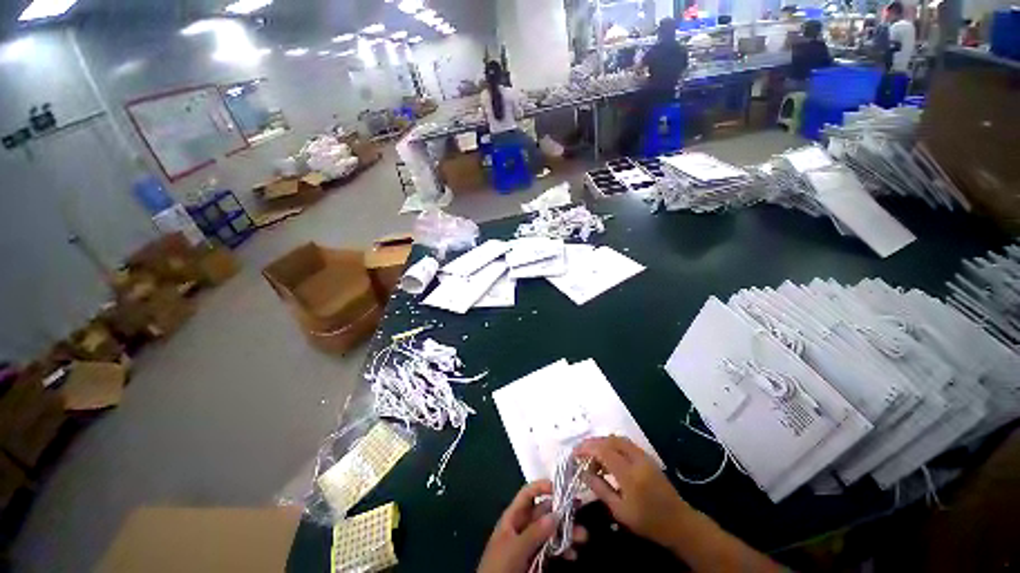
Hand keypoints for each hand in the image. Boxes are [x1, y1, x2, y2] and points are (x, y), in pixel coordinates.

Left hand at [478, 480, 588, 572]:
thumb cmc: (499, 567)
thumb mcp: (515, 549)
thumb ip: (534, 532)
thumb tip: (556, 514)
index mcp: (513, 517)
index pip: (528, 494)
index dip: (542, 487)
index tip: (560, 487)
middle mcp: (523, 527)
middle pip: (543, 512)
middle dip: (561, 512)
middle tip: (580, 511)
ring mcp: (530, 544)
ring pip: (551, 532)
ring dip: (566, 532)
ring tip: (582, 537)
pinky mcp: (536, 560)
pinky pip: (552, 550)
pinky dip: (563, 551)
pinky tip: (573, 555)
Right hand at [575, 436, 691, 548]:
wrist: (679, 522)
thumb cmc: (648, 522)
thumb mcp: (620, 511)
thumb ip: (601, 489)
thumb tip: (584, 473)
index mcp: (630, 475)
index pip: (604, 452)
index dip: (587, 449)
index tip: (574, 453)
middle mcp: (637, 460)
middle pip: (611, 440)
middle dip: (593, 442)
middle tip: (581, 451)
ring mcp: (644, 456)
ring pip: (618, 439)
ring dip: (603, 442)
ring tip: (592, 454)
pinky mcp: (647, 457)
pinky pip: (626, 444)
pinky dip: (613, 445)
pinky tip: (607, 456)